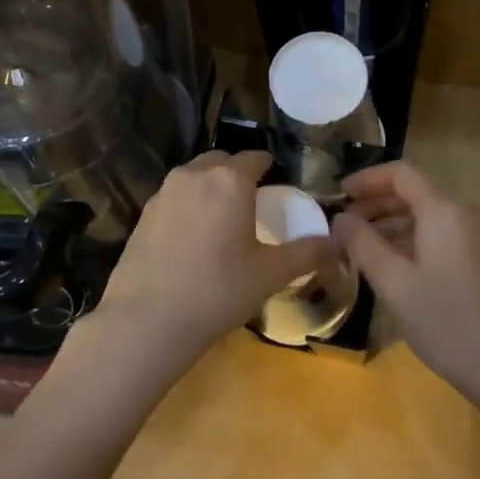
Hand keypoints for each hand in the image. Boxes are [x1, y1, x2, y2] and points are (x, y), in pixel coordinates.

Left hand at [93, 150, 330, 365]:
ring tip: (222, 222)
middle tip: (252, 206)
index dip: (271, 169)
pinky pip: (175, 198)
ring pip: (195, 177)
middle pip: (223, 161)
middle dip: (238, 175)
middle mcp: (195, 174)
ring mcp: (163, 192)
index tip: (279, 189)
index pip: (257, 157)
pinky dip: (188, 207)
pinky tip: (192, 241)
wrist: (147, 320)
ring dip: (211, 189)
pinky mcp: (142, 214)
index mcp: (230, 179)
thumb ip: (308, 253)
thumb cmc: (218, 290)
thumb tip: (337, 244)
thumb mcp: (271, 274)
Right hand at [331, 162, 479, 392]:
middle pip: (414, 193)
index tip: (338, 195)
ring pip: (426, 215)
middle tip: (342, 227)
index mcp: (444, 210)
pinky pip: (439, 234)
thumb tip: (340, 219)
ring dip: (391, 224)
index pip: (401, 174)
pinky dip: (411, 240)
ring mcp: (477, 236)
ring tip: (358, 248)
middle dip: (375, 204)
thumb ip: (362, 244)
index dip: (367, 179)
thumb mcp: (393, 282)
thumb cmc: (444, 320)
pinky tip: (389, 265)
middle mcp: (464, 213)